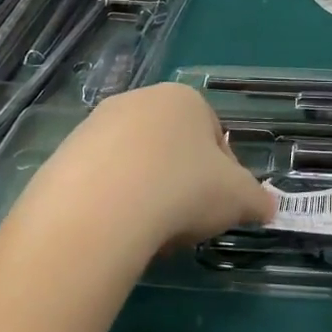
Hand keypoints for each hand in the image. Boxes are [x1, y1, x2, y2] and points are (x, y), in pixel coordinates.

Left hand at [13, 83, 270, 261]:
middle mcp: (139, 101)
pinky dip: (112, 203)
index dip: (224, 173)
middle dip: (182, 180)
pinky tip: (116, 231)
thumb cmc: (183, 189)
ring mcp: (95, 125)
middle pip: (172, 145)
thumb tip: (268, 208)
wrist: (100, 211)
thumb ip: (257, 199)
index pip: (215, 133)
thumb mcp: (238, 198)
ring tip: (149, 231)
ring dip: (147, 192)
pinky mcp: (63, 155)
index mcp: (185, 99)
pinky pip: (100, 181)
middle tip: (186, 220)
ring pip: (135, 163)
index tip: (220, 206)